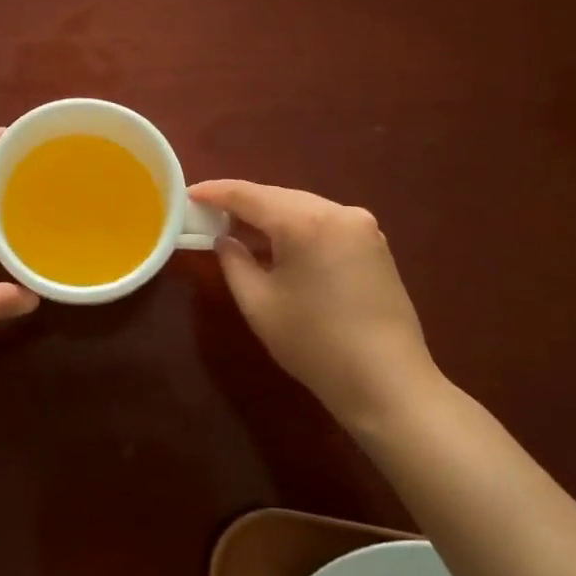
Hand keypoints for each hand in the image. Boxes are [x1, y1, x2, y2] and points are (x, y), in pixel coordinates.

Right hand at [189, 179, 444, 429]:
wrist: (388, 383)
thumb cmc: (314, 343)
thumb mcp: (258, 303)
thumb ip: (233, 262)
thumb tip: (224, 240)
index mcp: (305, 221)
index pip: (248, 194)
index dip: (214, 192)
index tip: (187, 195)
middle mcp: (337, 212)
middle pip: (277, 197)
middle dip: (242, 204)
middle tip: (209, 215)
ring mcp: (362, 226)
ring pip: (302, 207)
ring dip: (270, 216)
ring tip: (239, 231)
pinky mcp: (375, 244)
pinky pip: (323, 222)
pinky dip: (296, 228)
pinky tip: (279, 246)